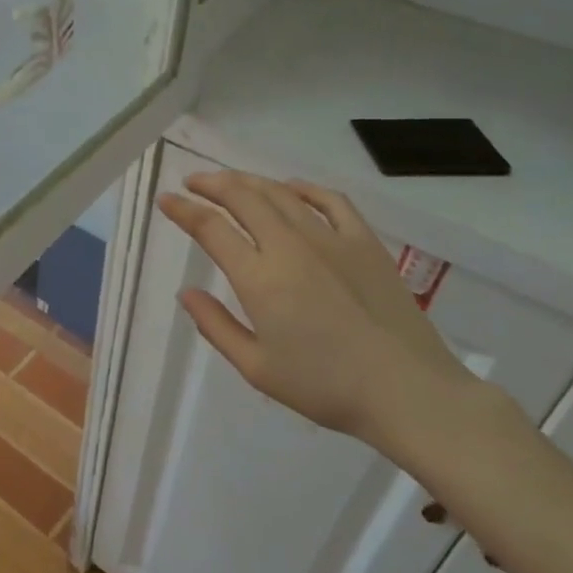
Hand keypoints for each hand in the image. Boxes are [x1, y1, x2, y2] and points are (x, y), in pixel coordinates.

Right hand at [156, 171, 476, 455]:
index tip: (165, 200)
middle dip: (211, 183)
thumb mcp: (257, 368)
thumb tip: (186, 293)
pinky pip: (330, 200)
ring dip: (249, 181)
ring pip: (280, 193)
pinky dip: (304, 188)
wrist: (407, 391)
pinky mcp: (364, 242)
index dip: (183, 210)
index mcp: (259, 277)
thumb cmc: (325, 387)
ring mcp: (330, 238)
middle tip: (192, 182)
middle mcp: (289, 245)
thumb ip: (216, 326)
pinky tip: (292, 188)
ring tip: (231, 181)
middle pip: (243, 197)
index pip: (210, 228)